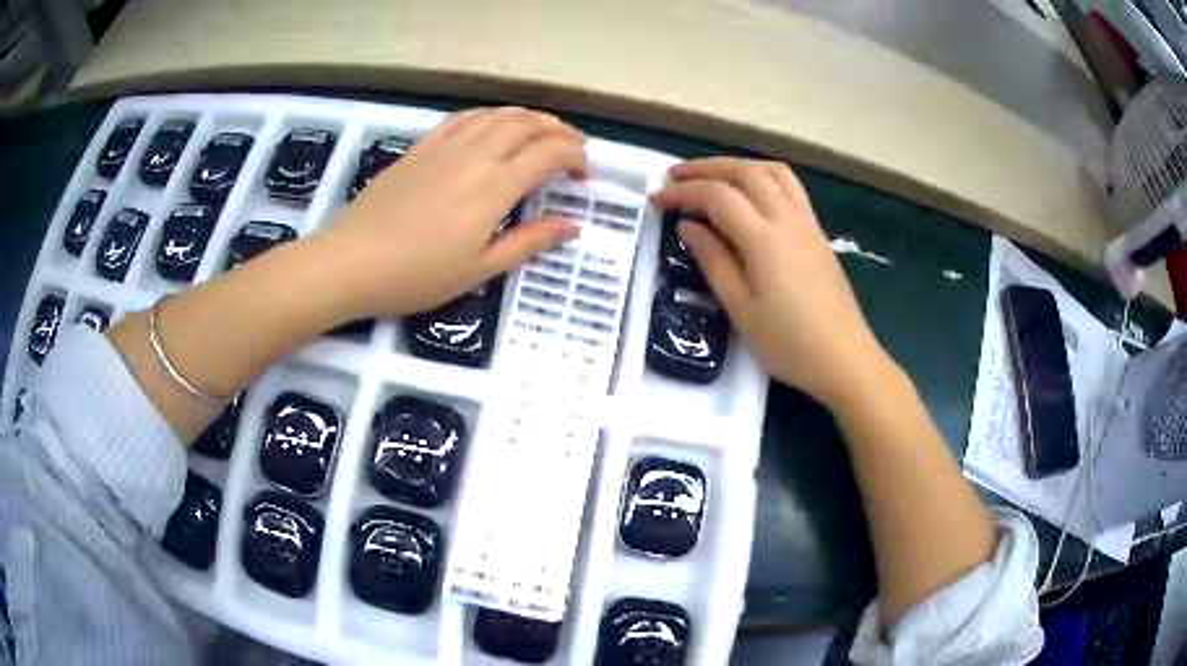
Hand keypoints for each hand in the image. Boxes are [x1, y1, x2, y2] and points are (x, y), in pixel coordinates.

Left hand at [320, 107, 587, 318]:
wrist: (352, 261)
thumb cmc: (418, 275)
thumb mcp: (480, 269)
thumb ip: (529, 242)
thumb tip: (573, 225)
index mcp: (495, 187)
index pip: (548, 154)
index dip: (574, 157)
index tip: (584, 173)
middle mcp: (476, 155)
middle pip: (528, 126)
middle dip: (559, 131)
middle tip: (573, 147)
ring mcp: (446, 146)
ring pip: (498, 116)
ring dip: (529, 117)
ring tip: (544, 129)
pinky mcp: (422, 146)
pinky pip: (464, 118)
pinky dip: (490, 115)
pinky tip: (495, 123)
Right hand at [651, 158, 890, 407]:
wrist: (844, 358)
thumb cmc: (788, 343)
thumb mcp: (740, 308)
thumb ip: (713, 260)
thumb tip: (688, 226)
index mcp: (764, 238)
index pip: (718, 196)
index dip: (684, 193)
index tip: (657, 200)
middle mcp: (788, 218)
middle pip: (745, 172)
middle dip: (706, 168)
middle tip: (675, 177)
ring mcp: (807, 222)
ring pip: (772, 172)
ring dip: (737, 166)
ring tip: (712, 177)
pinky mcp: (818, 232)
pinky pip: (790, 186)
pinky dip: (762, 176)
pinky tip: (750, 193)